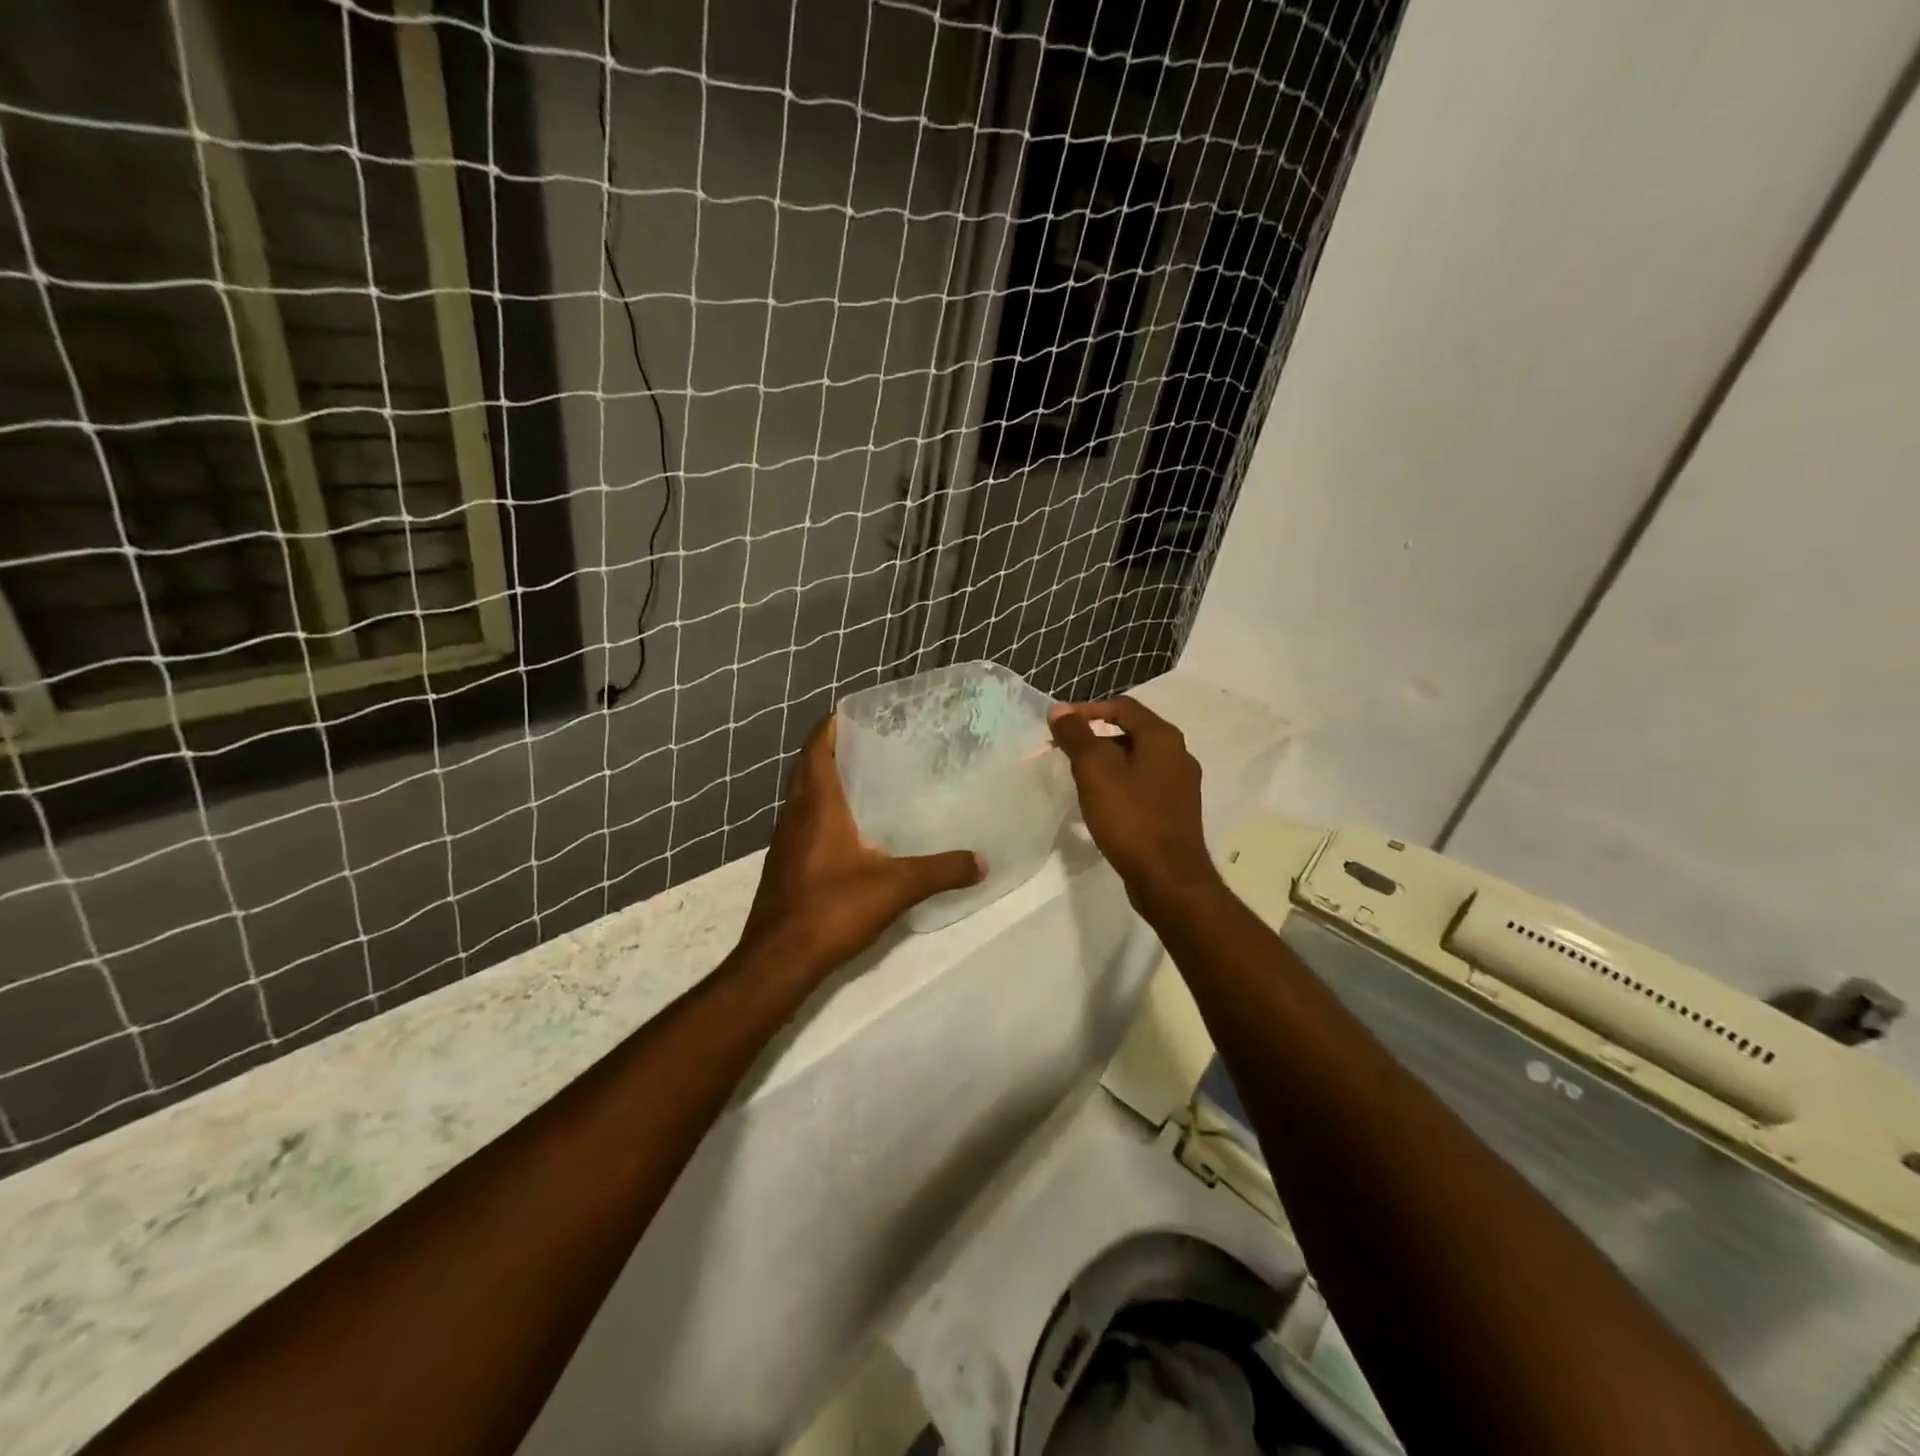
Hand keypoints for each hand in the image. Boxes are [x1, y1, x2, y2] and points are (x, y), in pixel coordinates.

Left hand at [741, 714, 983, 977]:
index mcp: (817, 804)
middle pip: (811, 766)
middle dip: (838, 747)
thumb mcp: (895, 887)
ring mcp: (786, 840)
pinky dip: (826, 809)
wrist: (777, 961)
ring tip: (870, 776)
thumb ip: (940, 870)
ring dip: (830, 778)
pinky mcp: (787, 863)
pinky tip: (855, 828)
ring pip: (806, 794)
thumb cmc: (831, 910)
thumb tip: (982, 861)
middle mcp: (796, 813)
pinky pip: (806, 820)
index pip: (818, 746)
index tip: (862, 710)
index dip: (835, 723)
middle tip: (877, 739)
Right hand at [1048, 697, 1218, 905]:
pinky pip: (1142, 784)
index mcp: (1163, 738)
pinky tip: (1102, 804)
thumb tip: (1059, 709)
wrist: (1168, 879)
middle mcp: (1178, 754)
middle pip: (1130, 732)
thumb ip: (1076, 736)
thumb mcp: (1095, 772)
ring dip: (1106, 762)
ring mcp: (1180, 785)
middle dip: (1094, 737)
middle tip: (1065, 753)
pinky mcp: (1175, 811)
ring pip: (1136, 760)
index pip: (1122, 707)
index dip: (1087, 710)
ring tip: (1078, 778)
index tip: (1059, 726)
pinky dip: (1119, 784)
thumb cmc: (1131, 818)